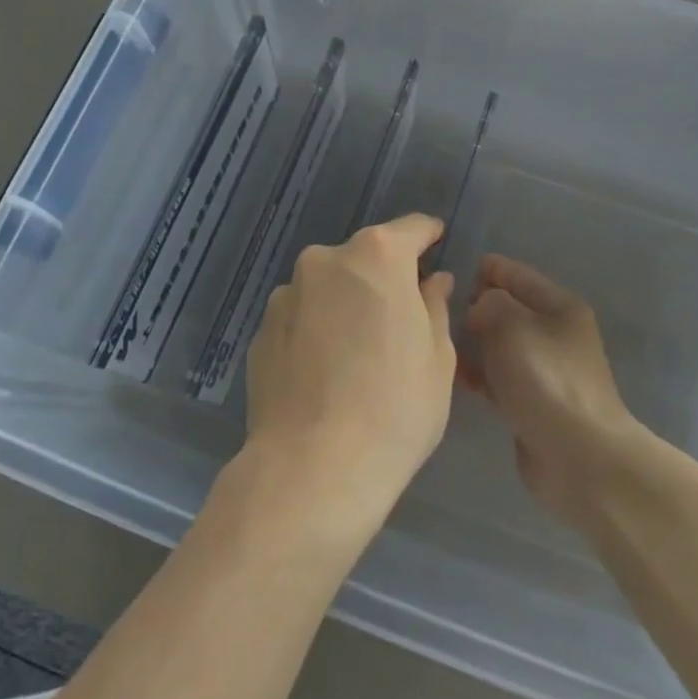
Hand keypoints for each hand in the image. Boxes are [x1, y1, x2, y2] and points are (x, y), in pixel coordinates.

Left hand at [243, 214, 457, 526]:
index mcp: (377, 257)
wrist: (313, 468)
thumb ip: (434, 307)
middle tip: (400, 317)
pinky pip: (300, 319)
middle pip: (364, 258)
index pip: (410, 229)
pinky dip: (316, 331)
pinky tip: (325, 374)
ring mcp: (285, 295)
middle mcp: (325, 261)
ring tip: (357, 355)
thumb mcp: (437, 359)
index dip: (427, 234)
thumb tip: (433, 281)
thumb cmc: (395, 408)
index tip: (437, 240)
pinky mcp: (260, 331)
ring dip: (345, 305)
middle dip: (383, 278)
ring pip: (328, 288)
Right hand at [461, 255, 646, 528]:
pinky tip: (451, 374)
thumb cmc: (546, 380)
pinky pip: (498, 376)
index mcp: (559, 306)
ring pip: (500, 343)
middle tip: (435, 307)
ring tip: (436, 339)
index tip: (448, 270)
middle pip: (508, 308)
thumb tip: (479, 309)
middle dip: (475, 305)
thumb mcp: (512, 325)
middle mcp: (554, 333)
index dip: (485, 268)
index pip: (516, 274)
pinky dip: (478, 372)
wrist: (579, 457)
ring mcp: (544, 369)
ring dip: (473, 340)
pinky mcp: (532, 401)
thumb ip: (489, 303)